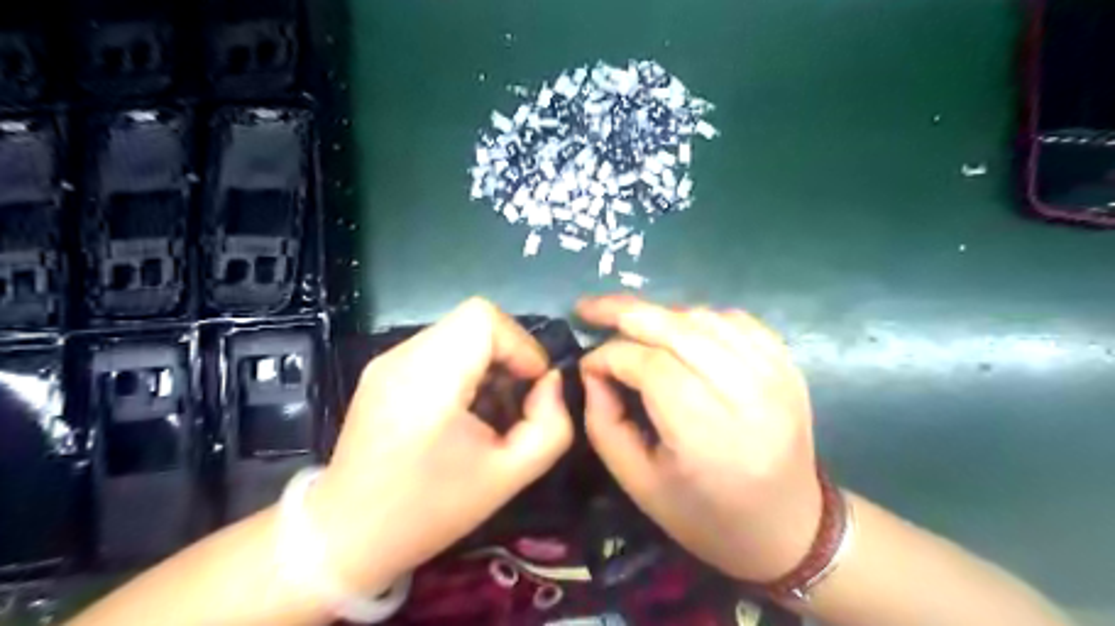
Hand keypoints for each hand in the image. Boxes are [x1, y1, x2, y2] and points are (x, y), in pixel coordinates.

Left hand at [310, 299, 575, 597]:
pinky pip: (437, 347)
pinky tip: (461, 407)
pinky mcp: (381, 370)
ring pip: (456, 331)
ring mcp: (387, 360)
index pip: (483, 318)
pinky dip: (463, 365)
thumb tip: (550, 382)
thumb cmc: (430, 510)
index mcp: (429, 379)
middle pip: (473, 319)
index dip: (520, 344)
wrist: (346, 535)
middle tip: (516, 397)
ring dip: (486, 358)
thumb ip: (550, 426)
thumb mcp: (509, 477)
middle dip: (508, 352)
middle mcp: (403, 357)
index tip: (532, 384)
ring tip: (490, 405)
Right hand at [579, 294, 820, 581]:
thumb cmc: (704, 514)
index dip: (609, 355)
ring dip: (660, 315)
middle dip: (624, 312)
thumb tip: (593, 370)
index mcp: (706, 434)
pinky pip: (735, 320)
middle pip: (676, 329)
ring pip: (704, 318)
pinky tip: (678, 331)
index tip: (587, 363)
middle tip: (590, 308)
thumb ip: (603, 422)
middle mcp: (746, 394)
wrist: (787, 527)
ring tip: (631, 326)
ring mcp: (774, 374)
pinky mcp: (787, 365)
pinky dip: (698, 318)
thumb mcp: (637, 482)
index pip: (649, 366)